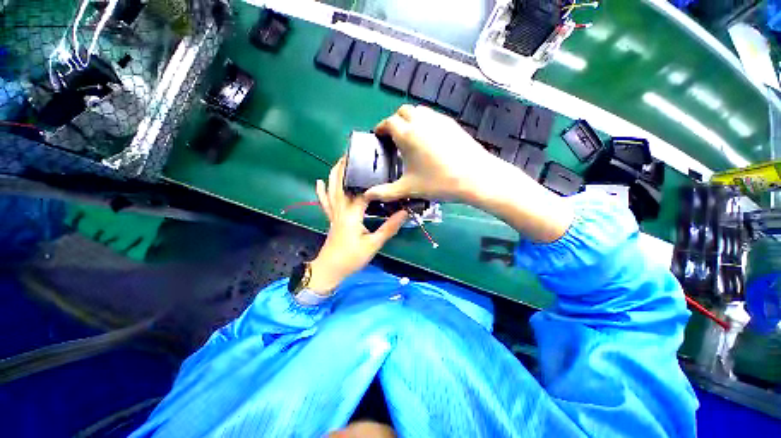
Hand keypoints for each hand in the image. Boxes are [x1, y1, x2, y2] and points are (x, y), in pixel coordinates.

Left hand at [308, 158, 408, 293]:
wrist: (330, 270)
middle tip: (353, 154)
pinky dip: (321, 191)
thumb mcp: (373, 244)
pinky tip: (319, 181)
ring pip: (332, 190)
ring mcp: (334, 214)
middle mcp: (341, 210)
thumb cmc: (352, 258)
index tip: (385, 173)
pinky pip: (325, 202)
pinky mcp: (331, 219)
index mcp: (352, 215)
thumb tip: (404, 213)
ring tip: (339, 160)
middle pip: (341, 184)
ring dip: (334, 174)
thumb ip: (389, 227)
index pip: (363, 193)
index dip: (374, 184)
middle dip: (346, 168)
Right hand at [365, 104, 495, 202]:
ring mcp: (438, 120)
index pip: (388, 123)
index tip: (378, 136)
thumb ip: (386, 192)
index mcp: (407, 134)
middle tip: (394, 137)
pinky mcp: (451, 123)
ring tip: (410, 137)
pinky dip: (425, 122)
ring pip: (419, 111)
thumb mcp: (409, 188)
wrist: (475, 177)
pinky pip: (433, 116)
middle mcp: (421, 121)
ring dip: (410, 119)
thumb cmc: (439, 182)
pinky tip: (428, 139)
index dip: (380, 128)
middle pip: (402, 111)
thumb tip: (368, 196)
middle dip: (395, 121)